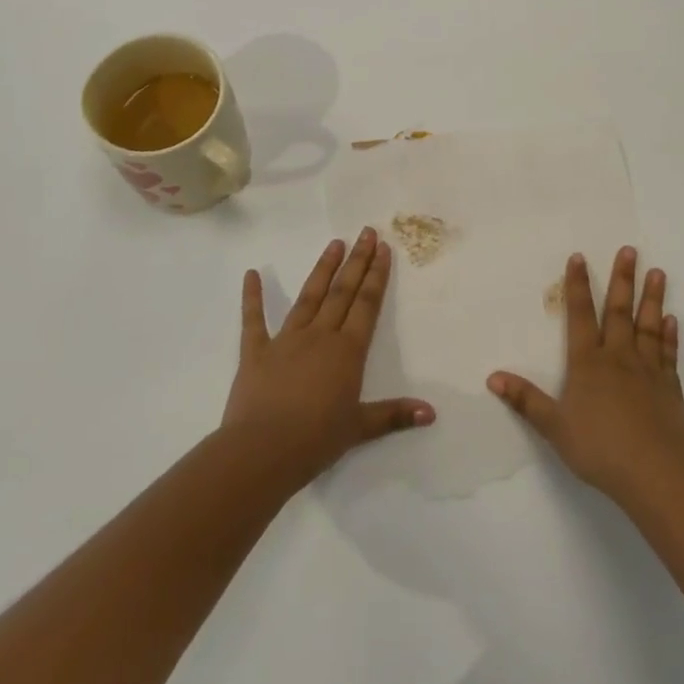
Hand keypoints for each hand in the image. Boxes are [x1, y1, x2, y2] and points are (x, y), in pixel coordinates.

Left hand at [223, 228, 434, 488]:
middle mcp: (320, 336)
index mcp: (347, 351)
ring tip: (334, 242)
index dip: (376, 275)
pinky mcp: (256, 352)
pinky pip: (253, 320)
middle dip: (356, 261)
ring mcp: (286, 340)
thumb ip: (395, 415)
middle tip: (365, 232)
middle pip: (342, 292)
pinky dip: (252, 297)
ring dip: (323, 269)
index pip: (367, 304)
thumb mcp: (360, 429)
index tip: (383, 248)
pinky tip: (251, 274)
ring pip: (309, 296)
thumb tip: (431, 413)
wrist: (262, 451)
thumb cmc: (316, 440)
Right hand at [488, 247, 683, 504]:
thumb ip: (526, 400)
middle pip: (618, 311)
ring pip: (648, 326)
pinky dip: (670, 336)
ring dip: (652, 298)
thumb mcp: (554, 426)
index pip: (580, 316)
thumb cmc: (599, 447)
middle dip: (622, 279)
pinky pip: (668, 354)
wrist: (654, 471)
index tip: (580, 257)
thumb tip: (493, 377)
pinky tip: (673, 320)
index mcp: (588, 363)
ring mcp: (647, 370)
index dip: (578, 286)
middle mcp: (618, 357)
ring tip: (658, 272)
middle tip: (630, 250)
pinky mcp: (669, 387)